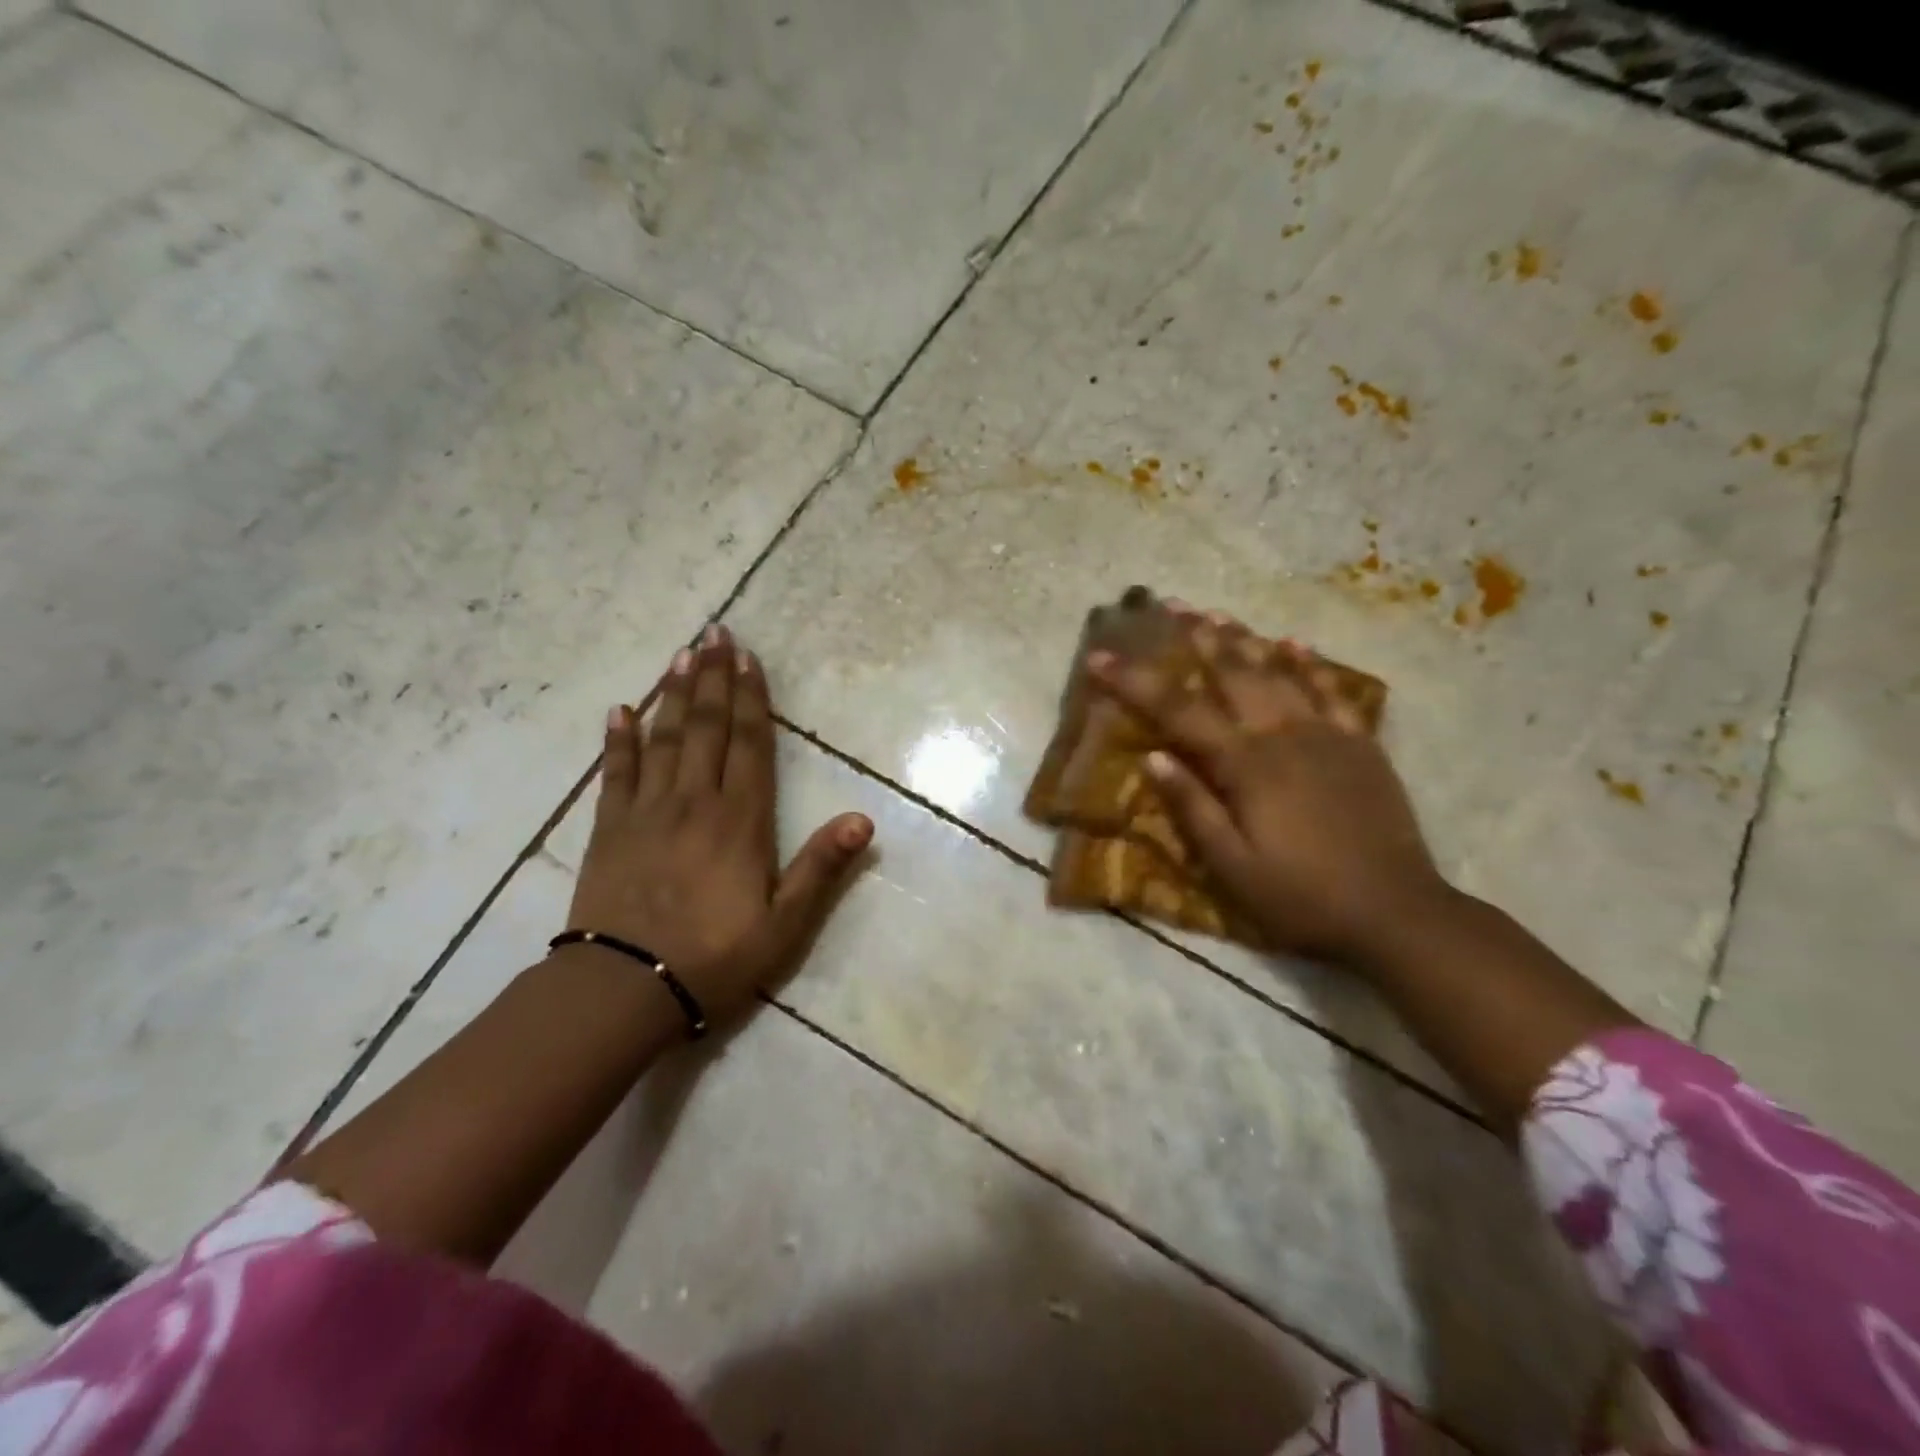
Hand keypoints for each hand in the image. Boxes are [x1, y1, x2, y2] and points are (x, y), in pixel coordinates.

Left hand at [565, 625, 872, 1027]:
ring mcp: (647, 811)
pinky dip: (618, 739)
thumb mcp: (784, 924)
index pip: (750, 744)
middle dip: (714, 678)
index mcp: (740, 820)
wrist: (624, 988)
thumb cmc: (714, 957)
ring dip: (674, 694)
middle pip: (707, 728)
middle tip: (715, 633)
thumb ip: (821, 867)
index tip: (748, 657)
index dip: (752, 698)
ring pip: (664, 739)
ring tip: (681, 654)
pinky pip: (615, 773)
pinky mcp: (610, 829)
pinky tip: (621, 709)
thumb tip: (864, 819)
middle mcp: (695, 802)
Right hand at [1090, 612, 1448, 966]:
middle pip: (1232, 674)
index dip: (1136, 682)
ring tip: (1217, 614)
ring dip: (1245, 640)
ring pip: (1279, 673)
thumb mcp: (1232, 866)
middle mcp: (1284, 736)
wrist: (1397, 913)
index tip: (1100, 657)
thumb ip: (1193, 808)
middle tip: (1170, 605)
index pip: (1179, 712)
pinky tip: (1294, 644)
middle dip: (1196, 638)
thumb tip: (1153, 757)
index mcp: (1246, 766)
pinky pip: (1332, 692)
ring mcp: (1328, 736)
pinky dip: (1310, 665)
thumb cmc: (1301, 898)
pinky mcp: (1361, 746)